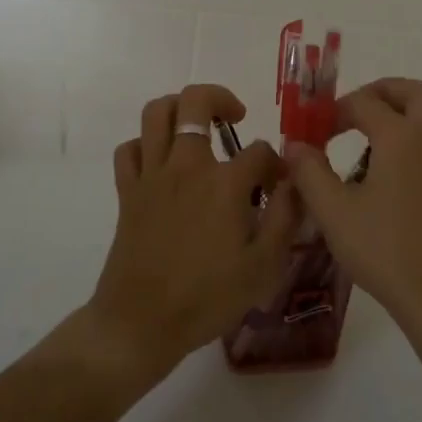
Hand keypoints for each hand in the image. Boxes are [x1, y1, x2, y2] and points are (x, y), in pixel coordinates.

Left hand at [86, 84, 300, 383]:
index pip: (259, 151)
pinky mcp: (127, 191)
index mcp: (224, 184)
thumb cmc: (208, 298)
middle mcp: (186, 166)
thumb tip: (293, 183)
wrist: (141, 322)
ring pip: (156, 113)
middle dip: (220, 99)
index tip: (278, 185)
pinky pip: (129, 149)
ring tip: (197, 125)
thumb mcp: (264, 266)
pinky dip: (145, 145)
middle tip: (235, 117)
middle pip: (196, 102)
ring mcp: (152, 175)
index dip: (275, 164)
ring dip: (178, 107)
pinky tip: (161, 161)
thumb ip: (285, 217)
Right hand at [284, 78, 421, 336]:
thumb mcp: (332, 210)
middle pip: (417, 92)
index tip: (316, 133)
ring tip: (393, 129)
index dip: (335, 112)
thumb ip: (309, 170)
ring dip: (421, 111)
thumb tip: (294, 145)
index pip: (364, 102)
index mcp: (400, 136)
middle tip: (358, 109)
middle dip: (386, 92)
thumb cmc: (381, 248)